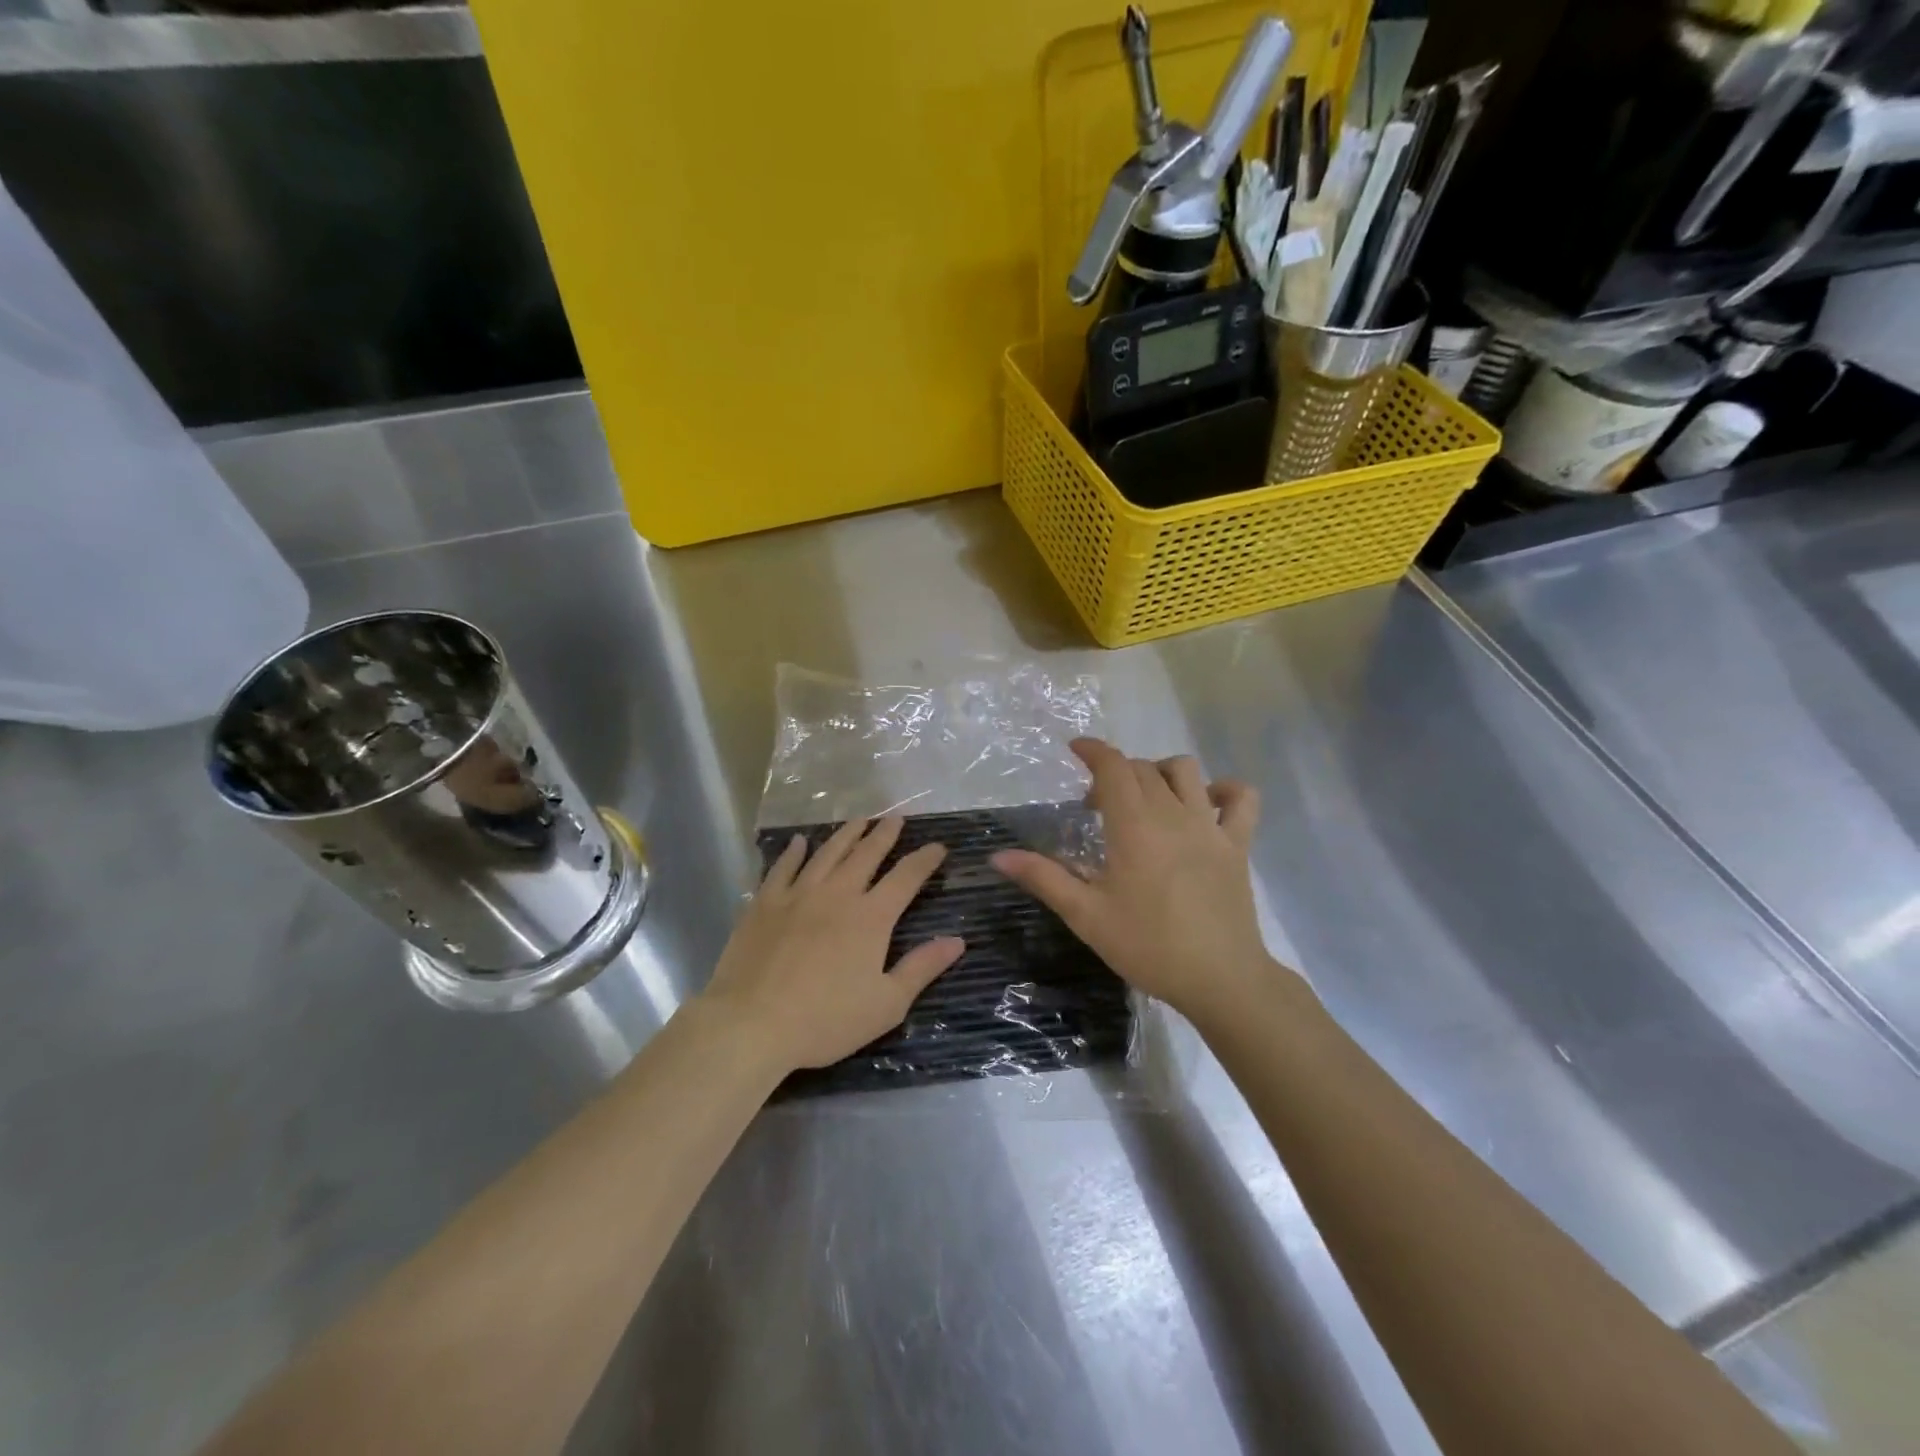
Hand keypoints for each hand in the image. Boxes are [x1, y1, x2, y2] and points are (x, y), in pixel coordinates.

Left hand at [701, 817, 964, 1072]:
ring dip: (846, 834)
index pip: (906, 877)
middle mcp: (837, 894)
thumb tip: (958, 940)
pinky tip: (800, 841)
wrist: (751, 1024)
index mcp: (871, 917)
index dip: (924, 859)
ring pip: (827, 853)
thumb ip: (922, 968)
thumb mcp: (886, 1004)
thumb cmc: (825, 1020)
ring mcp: (797, 894)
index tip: (938, 846)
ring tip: (859, 820)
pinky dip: (794, 852)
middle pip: (866, 854)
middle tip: (895, 819)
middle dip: (884, 835)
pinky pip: (782, 868)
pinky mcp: (764, 903)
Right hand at [993, 738, 1285, 1024]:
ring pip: (1187, 772)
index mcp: (1134, 826)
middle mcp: (1173, 814)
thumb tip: (998, 856)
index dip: (1093, 751)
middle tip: (1095, 804)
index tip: (1075, 749)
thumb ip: (1043, 878)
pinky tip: (1206, 804)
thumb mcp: (1086, 915)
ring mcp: (1210, 827)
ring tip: (1145, 798)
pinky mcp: (1238, 845)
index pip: (1113, 767)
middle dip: (1115, 772)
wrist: (1220, 979)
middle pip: (1143, 769)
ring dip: (1160, 772)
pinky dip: (1224, 790)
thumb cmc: (1148, 946)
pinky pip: (1241, 798)